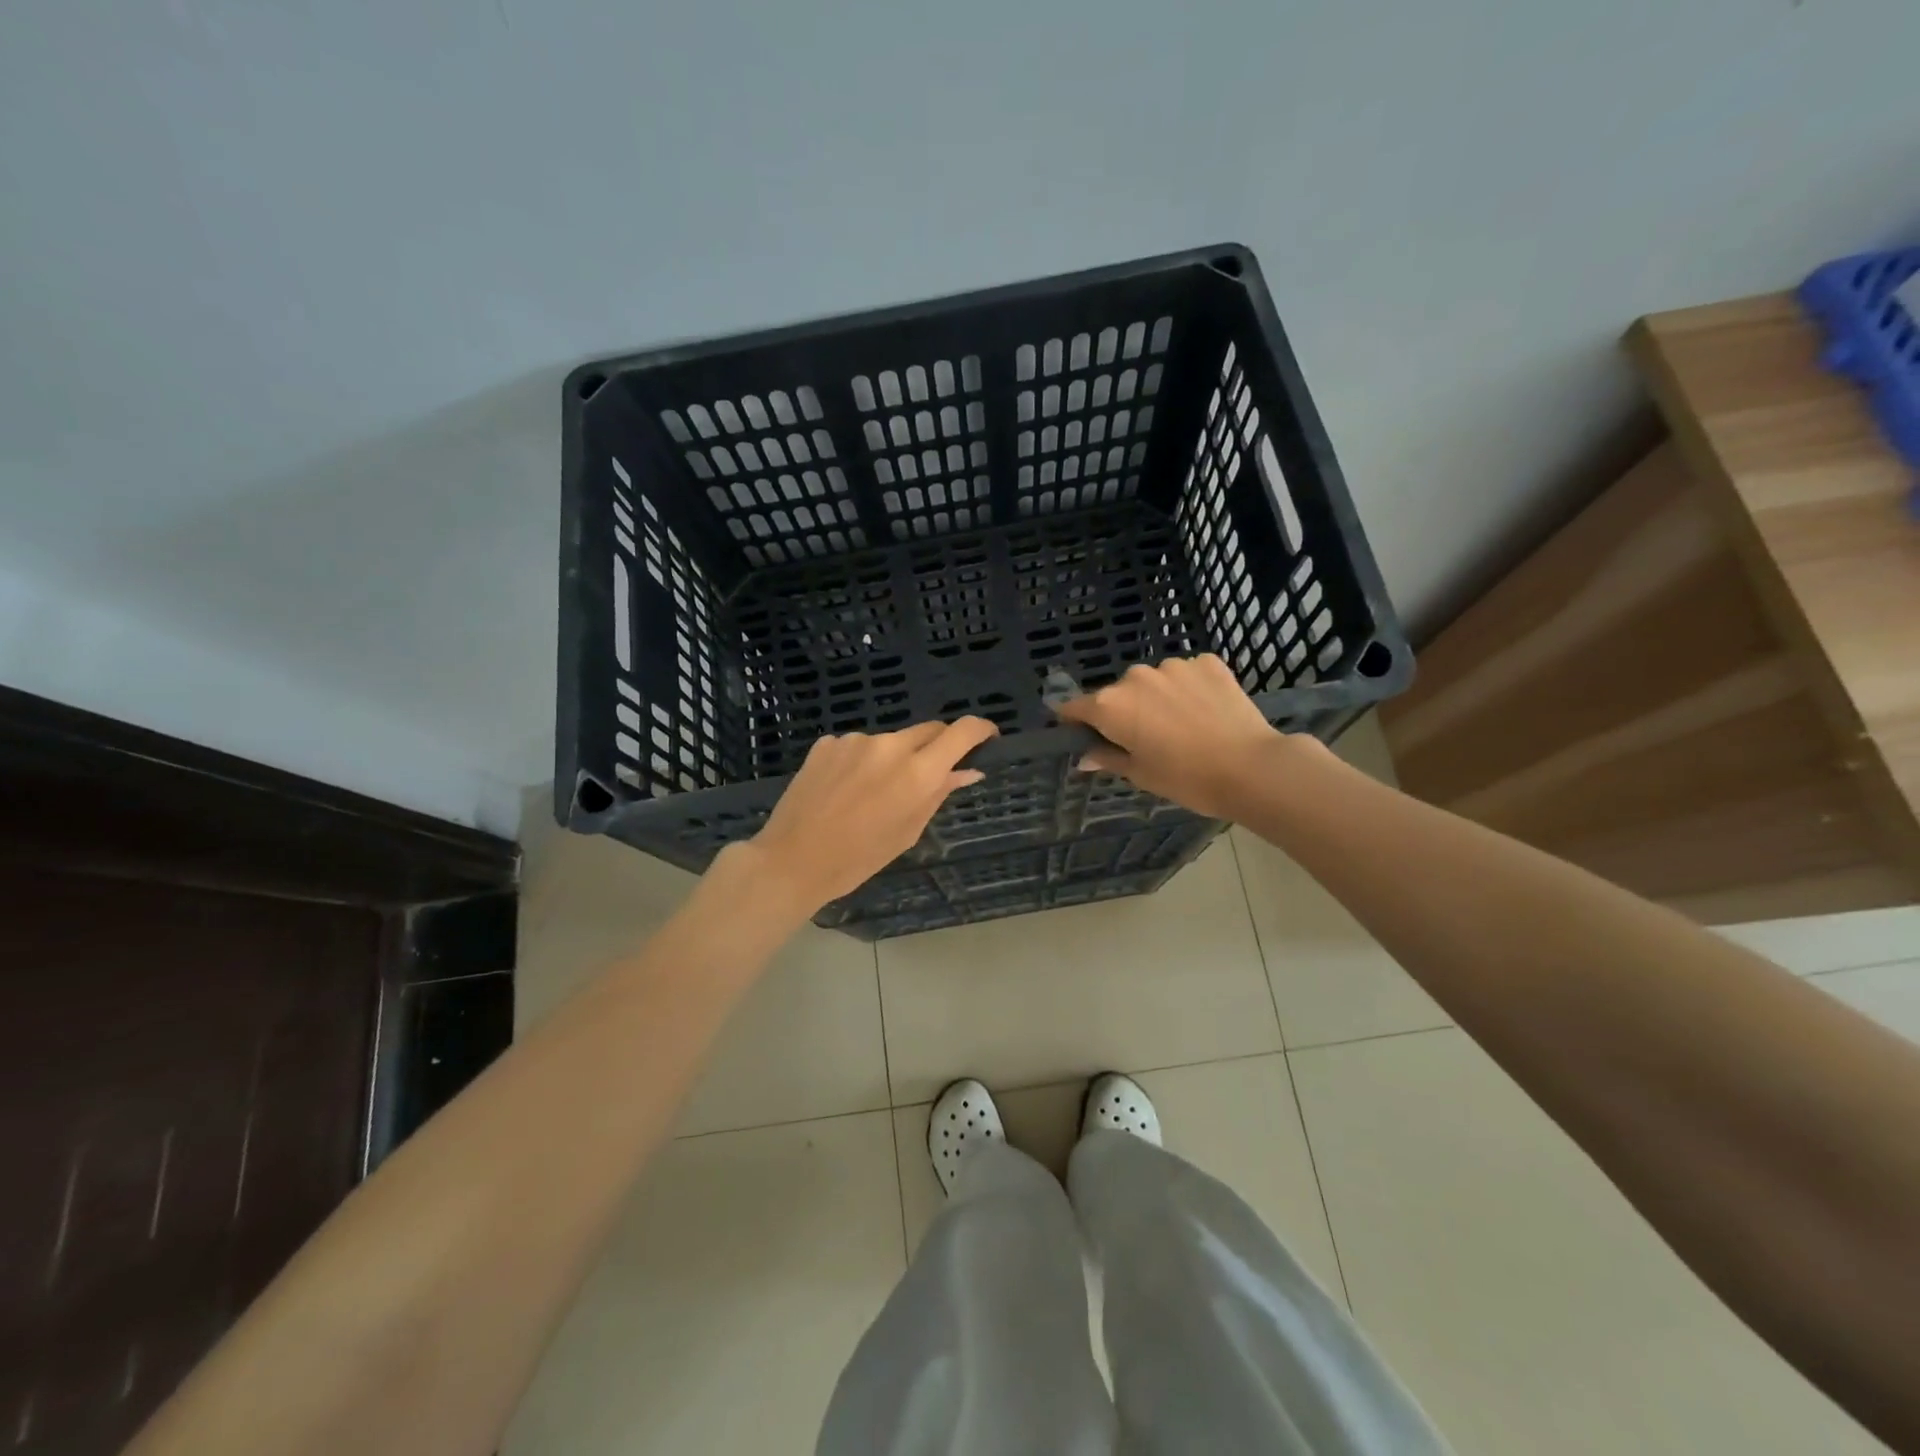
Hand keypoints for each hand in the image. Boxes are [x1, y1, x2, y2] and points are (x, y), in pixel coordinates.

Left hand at [737, 717, 999, 913]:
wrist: (793, 859)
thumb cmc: (858, 858)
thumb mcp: (908, 831)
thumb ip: (939, 793)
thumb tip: (968, 771)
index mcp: (918, 772)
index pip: (962, 731)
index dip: (980, 729)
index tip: (987, 737)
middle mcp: (890, 745)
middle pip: (928, 730)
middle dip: (936, 747)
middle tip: (928, 775)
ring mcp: (855, 740)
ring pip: (890, 740)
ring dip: (893, 758)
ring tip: (872, 793)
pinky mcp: (827, 742)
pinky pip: (857, 746)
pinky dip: (861, 761)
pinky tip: (844, 789)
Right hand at [1055, 655, 1298, 818]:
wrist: (1251, 767)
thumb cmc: (1186, 778)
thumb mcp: (1140, 774)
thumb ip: (1108, 758)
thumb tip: (1085, 756)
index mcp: (1111, 705)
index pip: (1075, 707)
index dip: (1075, 722)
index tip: (1083, 735)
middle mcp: (1135, 677)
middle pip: (1117, 693)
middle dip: (1124, 711)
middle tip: (1145, 739)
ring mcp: (1173, 665)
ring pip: (1153, 682)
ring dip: (1157, 698)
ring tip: (1181, 725)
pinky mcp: (1207, 662)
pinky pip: (1186, 674)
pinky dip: (1188, 688)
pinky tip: (1204, 711)